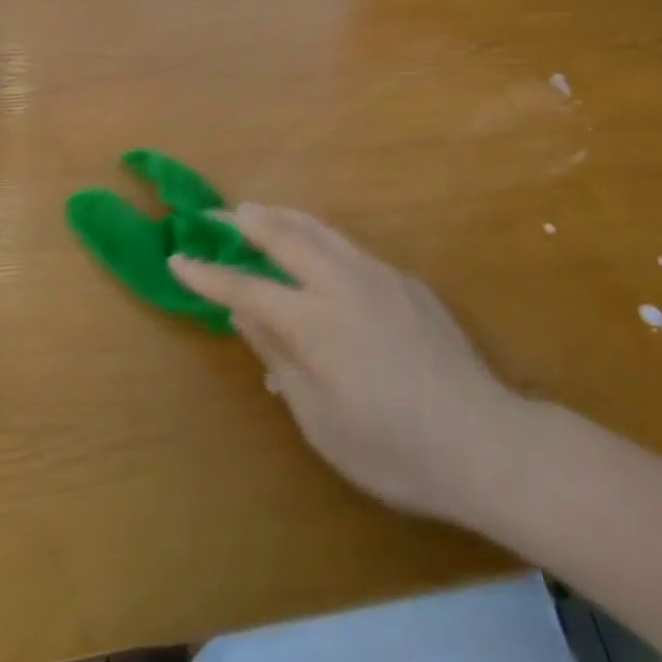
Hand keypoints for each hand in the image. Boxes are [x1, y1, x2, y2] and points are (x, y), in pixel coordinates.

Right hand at [170, 205, 517, 523]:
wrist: (484, 440)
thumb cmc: (394, 449)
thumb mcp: (321, 421)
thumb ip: (281, 359)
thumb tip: (246, 319)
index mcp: (316, 322)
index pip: (247, 289)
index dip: (208, 276)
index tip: (177, 258)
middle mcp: (343, 283)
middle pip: (285, 237)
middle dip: (244, 222)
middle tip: (214, 214)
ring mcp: (380, 275)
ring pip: (321, 230)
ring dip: (283, 217)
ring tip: (258, 212)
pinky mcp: (406, 281)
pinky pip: (350, 247)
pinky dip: (319, 237)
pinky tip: (316, 249)